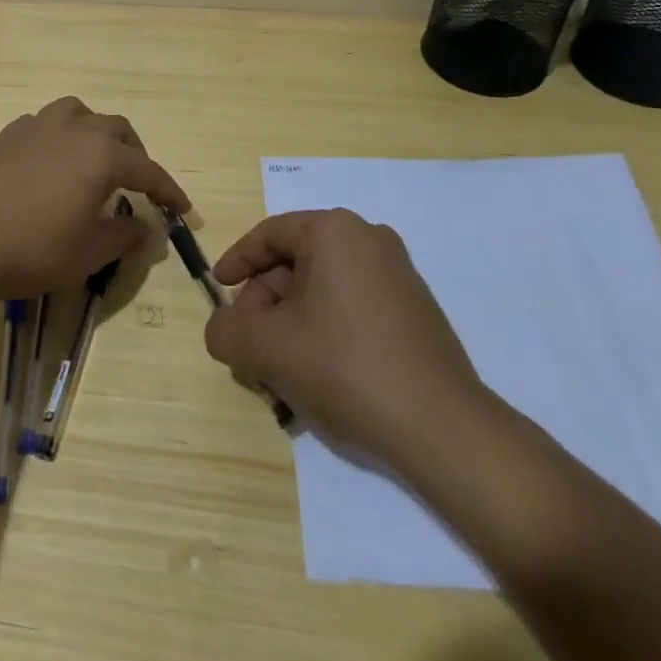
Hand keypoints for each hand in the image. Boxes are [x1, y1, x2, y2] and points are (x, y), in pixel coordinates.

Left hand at [0, 97, 188, 301]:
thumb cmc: (35, 248)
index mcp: (101, 155)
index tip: (183, 209)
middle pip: (116, 130)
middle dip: (134, 154)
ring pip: (78, 113)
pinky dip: (59, 137)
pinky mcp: (6, 136)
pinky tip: (51, 162)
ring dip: (95, 132)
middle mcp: (73, 129)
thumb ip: (125, 236)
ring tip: (94, 159)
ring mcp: (36, 127)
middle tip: (139, 184)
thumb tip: (149, 230)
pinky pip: (44, 124)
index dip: (168, 190)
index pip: (147, 170)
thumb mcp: (89, 252)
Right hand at [203, 208, 490, 463]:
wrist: (442, 428)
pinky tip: (319, 372)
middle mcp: (369, 240)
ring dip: (293, 320)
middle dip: (266, 300)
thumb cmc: (345, 368)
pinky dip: (326, 328)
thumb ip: (227, 331)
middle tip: (250, 340)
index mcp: (335, 232)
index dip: (237, 261)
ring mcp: (399, 274)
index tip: (219, 288)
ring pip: (325, 287)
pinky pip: (354, 305)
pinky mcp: (416, 310)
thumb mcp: (267, 349)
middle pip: (297, 261)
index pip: (269, 234)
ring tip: (281, 365)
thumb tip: (222, 328)